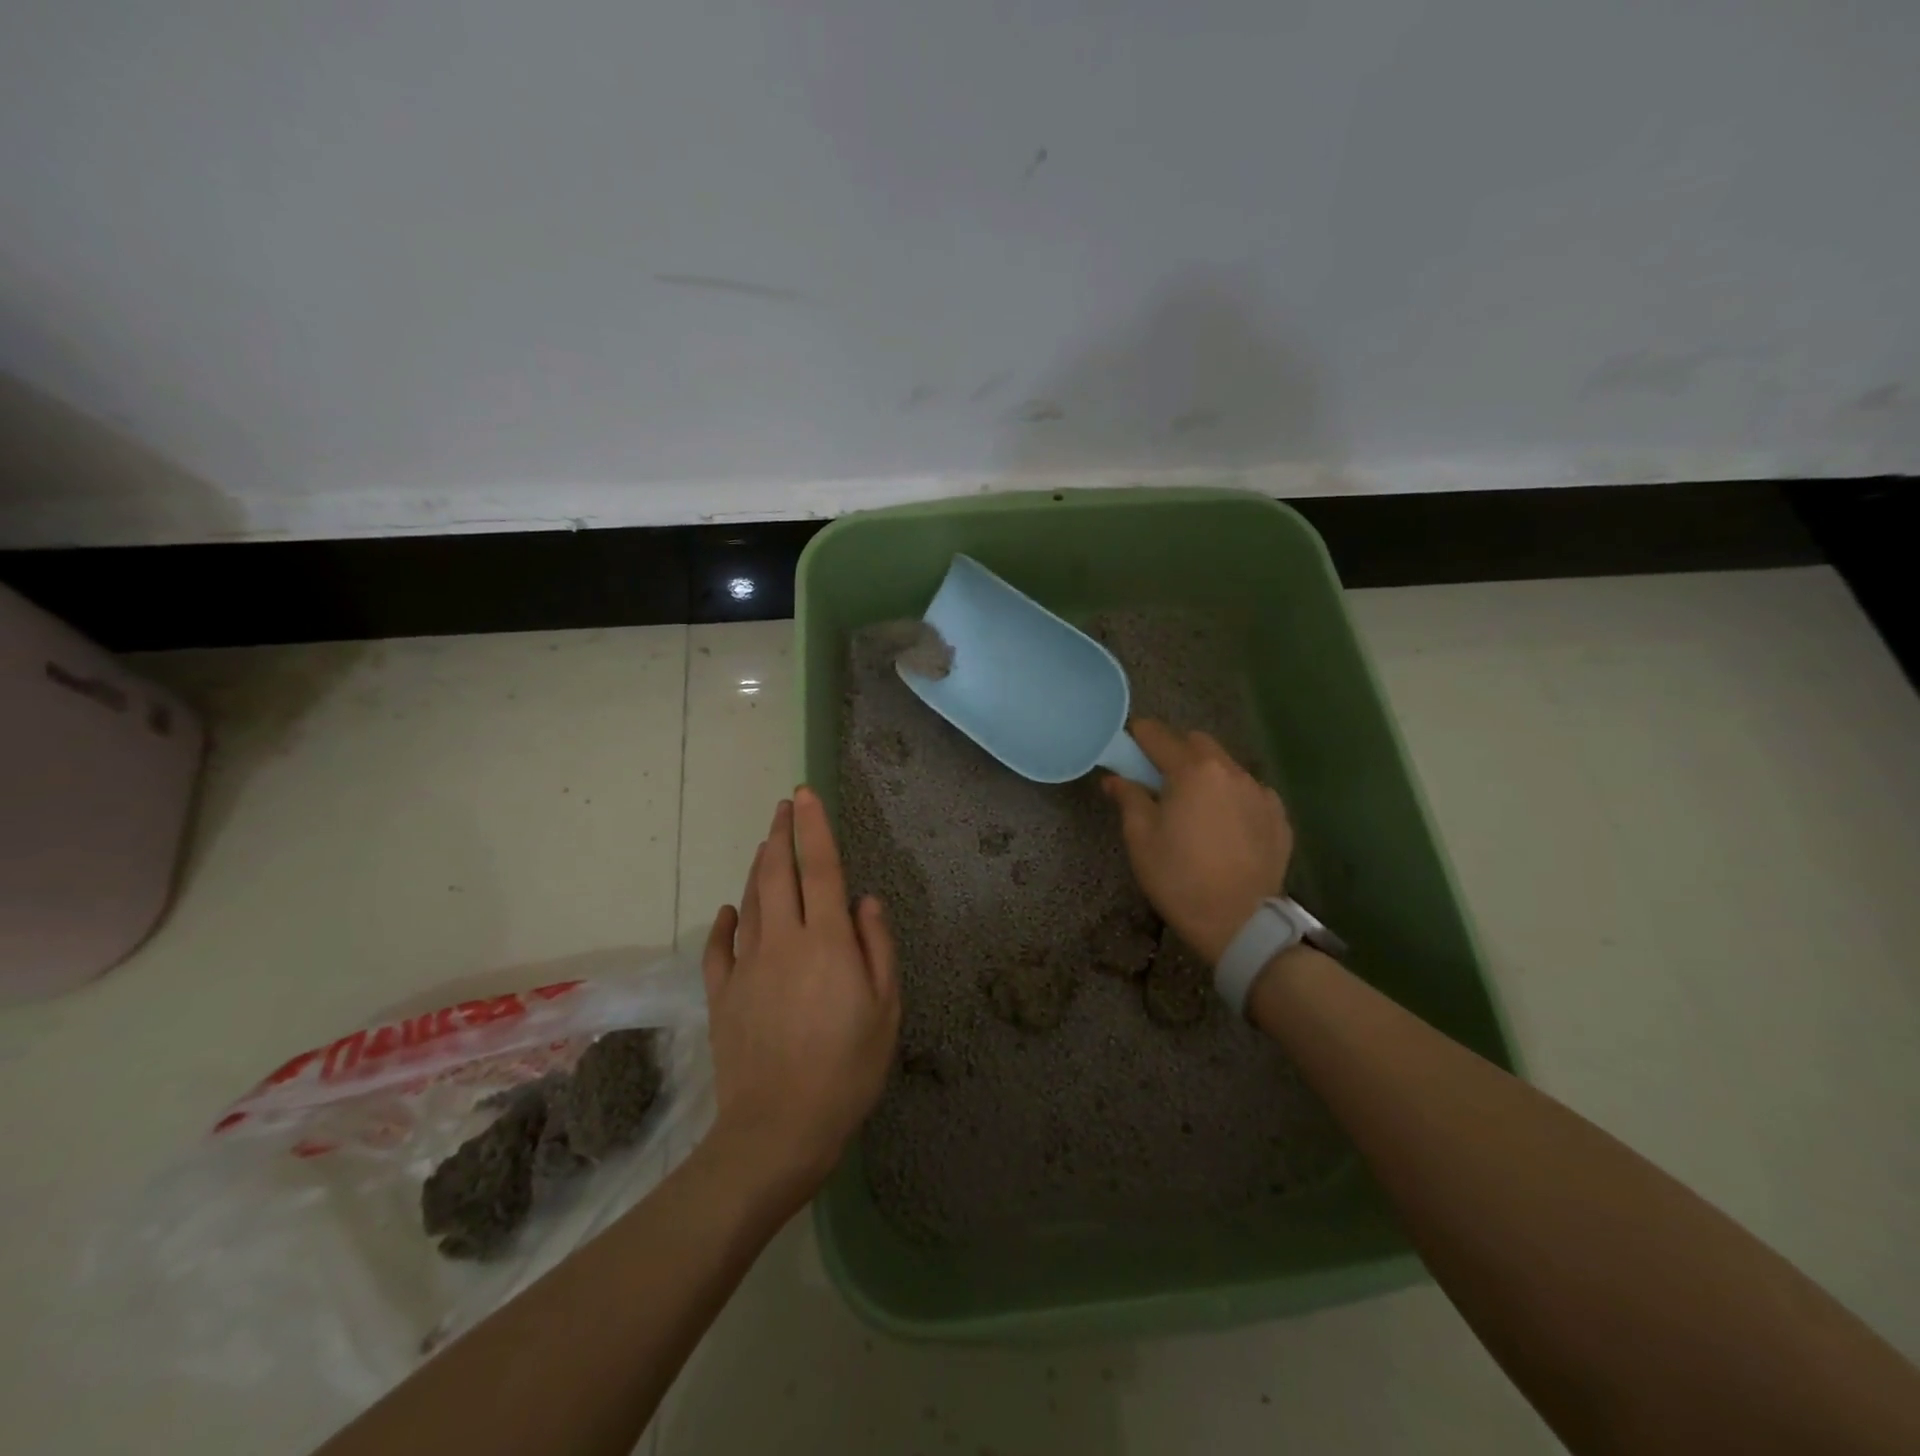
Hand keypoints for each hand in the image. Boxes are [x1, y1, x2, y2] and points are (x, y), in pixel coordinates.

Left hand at [701, 788, 900, 1202]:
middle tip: (783, 806)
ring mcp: (747, 966)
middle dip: (780, 833)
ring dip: (759, 867)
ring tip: (765, 844)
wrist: (778, 1130)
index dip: (813, 828)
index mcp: (827, 941)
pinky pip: (720, 947)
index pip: (820, 868)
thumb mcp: (885, 1009)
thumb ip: (877, 946)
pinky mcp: (723, 995)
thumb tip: (865, 899)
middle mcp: (783, 941)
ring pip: (751, 901)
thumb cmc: (847, 1069)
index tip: (804, 795)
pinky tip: (730, 909)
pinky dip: (725, 921)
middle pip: (778, 873)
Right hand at [1102, 719, 1292, 964]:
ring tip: (1195, 808)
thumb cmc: (1179, 878)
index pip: (1157, 735)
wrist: (1239, 923)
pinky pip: (1250, 792)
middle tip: (1159, 781)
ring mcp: (1260, 792)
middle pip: (1197, 743)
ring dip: (1206, 775)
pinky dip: (1232, 798)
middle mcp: (1230, 771)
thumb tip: (1115, 778)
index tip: (1127, 749)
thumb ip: (1128, 798)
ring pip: (1226, 766)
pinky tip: (1225, 827)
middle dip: (1175, 751)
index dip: (1137, 737)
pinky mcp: (1279, 816)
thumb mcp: (1140, 838)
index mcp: (1192, 771)